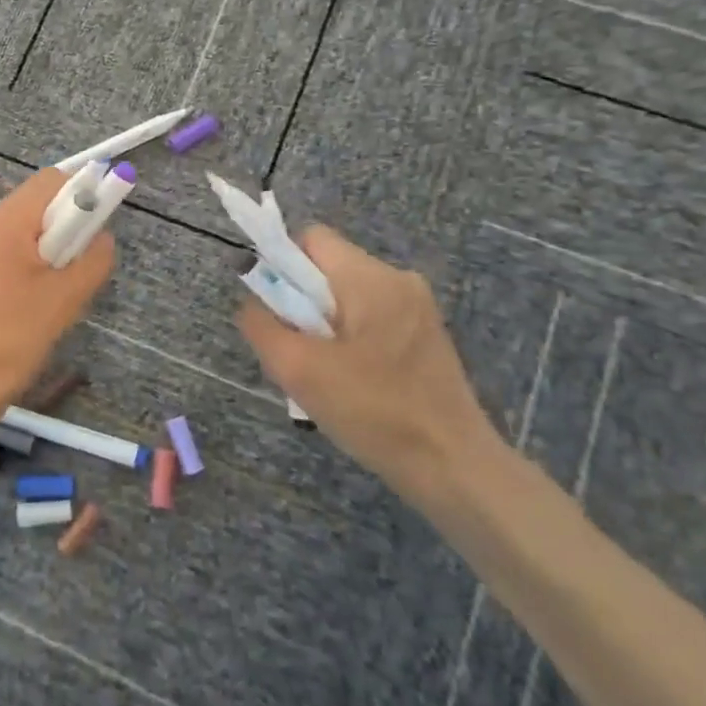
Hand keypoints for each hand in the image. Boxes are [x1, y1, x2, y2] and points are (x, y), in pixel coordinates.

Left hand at [0, 169, 114, 435]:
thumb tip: (100, 236)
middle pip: (26, 211)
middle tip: (64, 280)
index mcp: (1, 223)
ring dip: (27, 257)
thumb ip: (93, 258)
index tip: (90, 233)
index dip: (80, 195)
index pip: (50, 181)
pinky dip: (0, 274)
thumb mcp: (65, 301)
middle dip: (54, 235)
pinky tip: (0, 316)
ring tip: (32, 306)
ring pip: (3, 238)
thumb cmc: (10, 342)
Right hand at [238, 226, 494, 498]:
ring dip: (325, 327)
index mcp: (370, 278)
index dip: (281, 265)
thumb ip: (261, 325)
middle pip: (328, 270)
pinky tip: (353, 384)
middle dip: (302, 304)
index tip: (277, 312)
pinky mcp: (427, 336)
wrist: (454, 467)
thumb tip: (252, 303)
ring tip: (325, 375)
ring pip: (348, 298)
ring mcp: (418, 308)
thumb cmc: (373, 412)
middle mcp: (399, 280)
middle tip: (299, 353)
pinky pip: (372, 320)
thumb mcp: (298, 370)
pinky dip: (351, 341)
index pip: (311, 238)